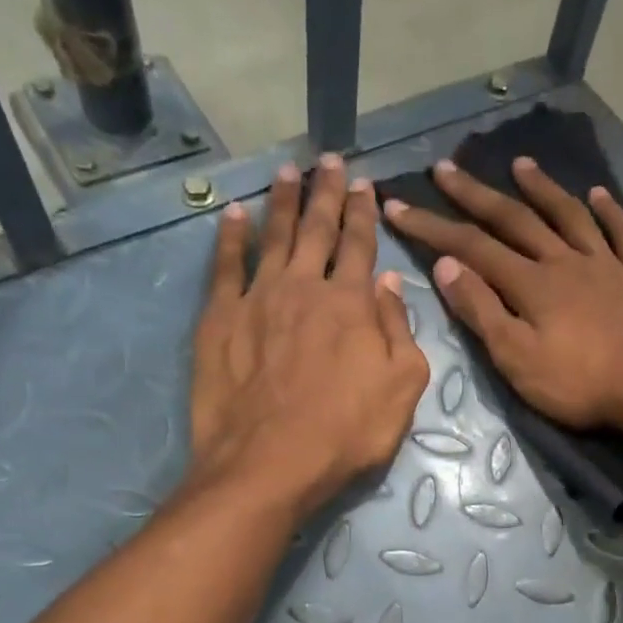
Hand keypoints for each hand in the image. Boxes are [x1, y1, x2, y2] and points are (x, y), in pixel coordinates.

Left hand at [189, 156, 429, 515]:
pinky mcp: (219, 320)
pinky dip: (230, 237)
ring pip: (273, 236)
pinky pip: (225, 266)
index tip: (365, 183)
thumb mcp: (402, 388)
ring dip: (282, 202)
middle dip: (326, 192)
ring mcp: (257, 299)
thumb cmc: (346, 432)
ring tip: (287, 171)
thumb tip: (388, 280)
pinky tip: (233, 214)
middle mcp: (304, 287)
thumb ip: (399, 329)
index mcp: (352, 303)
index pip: (361, 245)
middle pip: (317, 229)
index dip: (365, 213)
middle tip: (329, 159)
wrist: (269, 463)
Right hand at [382, 157, 622, 432]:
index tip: (398, 205)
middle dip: (476, 195)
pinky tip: (598, 194)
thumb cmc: (580, 383)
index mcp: (531, 283)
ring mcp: (607, 265)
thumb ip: (482, 311)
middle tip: (446, 168)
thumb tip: (447, 266)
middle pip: (515, 220)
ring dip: (542, 189)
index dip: (432, 227)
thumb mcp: (517, 358)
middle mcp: (565, 262)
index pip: (471, 247)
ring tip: (521, 165)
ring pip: (569, 217)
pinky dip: (610, 212)